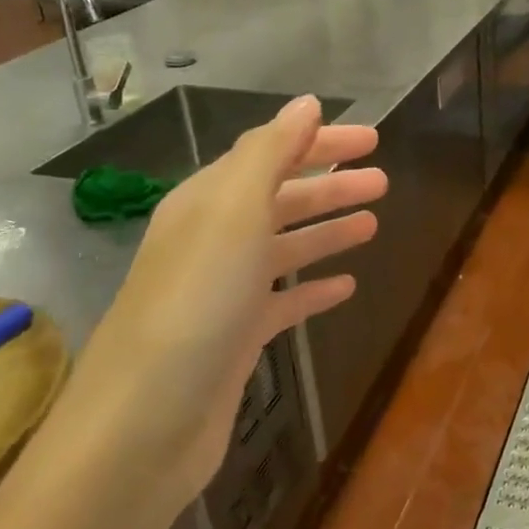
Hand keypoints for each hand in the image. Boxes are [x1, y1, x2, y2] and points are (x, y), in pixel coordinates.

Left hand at [44, 96, 384, 510]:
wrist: (144, 424)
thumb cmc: (195, 304)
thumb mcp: (233, 213)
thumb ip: (270, 153)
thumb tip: (306, 103)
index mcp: (207, 202)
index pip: (269, 154)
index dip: (320, 143)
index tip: (372, 140)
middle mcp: (212, 240)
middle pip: (280, 199)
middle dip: (331, 186)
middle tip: (383, 181)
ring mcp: (224, 292)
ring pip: (285, 248)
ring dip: (327, 231)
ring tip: (373, 223)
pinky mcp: (236, 339)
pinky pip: (284, 301)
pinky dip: (313, 288)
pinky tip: (345, 286)